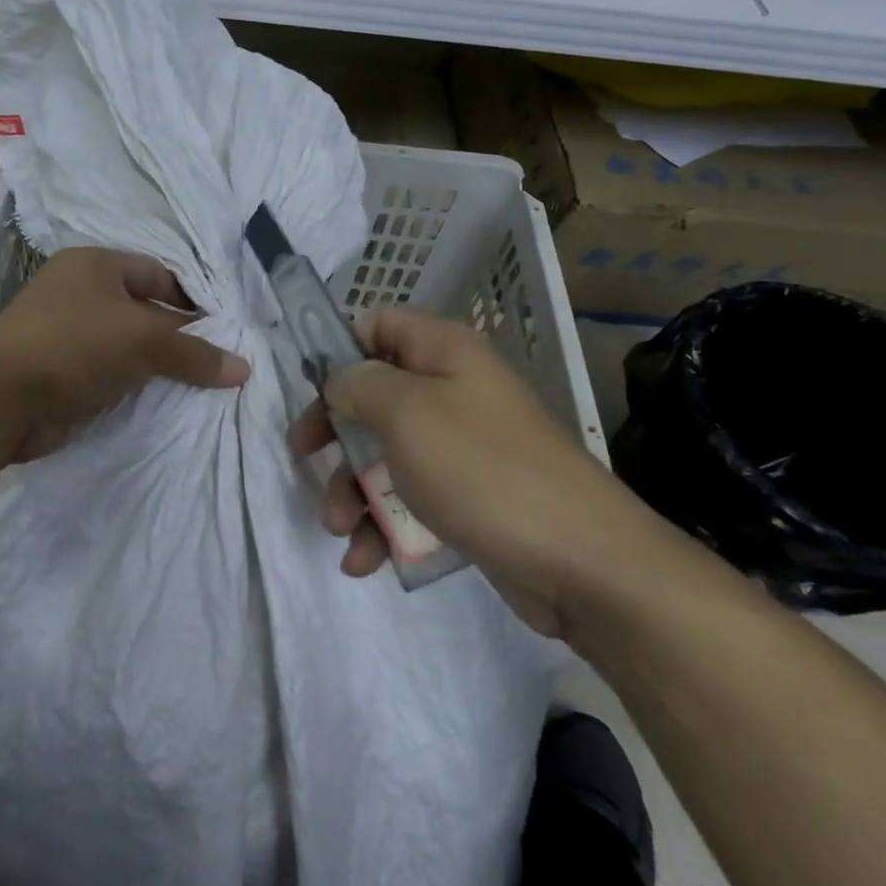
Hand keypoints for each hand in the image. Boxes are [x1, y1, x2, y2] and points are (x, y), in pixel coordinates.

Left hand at [0, 247, 249, 461]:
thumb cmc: (72, 346)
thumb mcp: (141, 339)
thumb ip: (193, 352)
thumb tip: (243, 368)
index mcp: (94, 265)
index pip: (158, 273)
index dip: (192, 299)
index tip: (225, 329)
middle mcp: (80, 294)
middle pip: (145, 311)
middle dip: (179, 337)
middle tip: (220, 362)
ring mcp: (68, 335)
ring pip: (128, 347)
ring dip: (158, 367)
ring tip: (203, 387)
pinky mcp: (62, 374)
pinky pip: (111, 375)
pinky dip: (135, 388)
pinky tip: (166, 405)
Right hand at [287, 307, 663, 639]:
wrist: (580, 561)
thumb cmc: (482, 468)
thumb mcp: (406, 413)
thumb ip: (359, 385)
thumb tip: (340, 381)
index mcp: (443, 353)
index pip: (378, 325)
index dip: (340, 351)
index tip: (311, 392)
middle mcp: (453, 391)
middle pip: (373, 396)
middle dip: (336, 435)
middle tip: (305, 461)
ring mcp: (462, 447)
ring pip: (386, 453)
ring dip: (352, 490)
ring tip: (339, 530)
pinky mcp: (468, 497)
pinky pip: (411, 498)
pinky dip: (382, 525)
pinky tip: (365, 560)